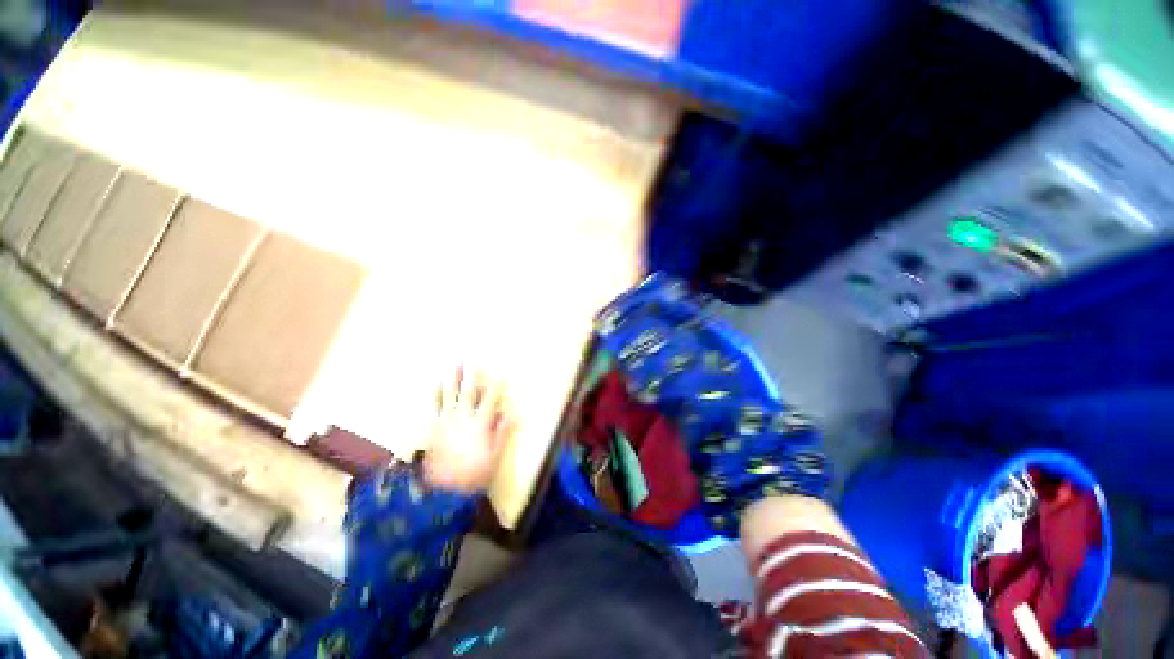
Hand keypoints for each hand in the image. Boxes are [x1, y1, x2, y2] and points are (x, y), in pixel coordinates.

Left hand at [423, 369, 513, 492]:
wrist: (443, 491)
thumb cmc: (474, 474)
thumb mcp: (494, 456)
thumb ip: (502, 432)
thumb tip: (513, 413)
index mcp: (480, 423)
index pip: (491, 399)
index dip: (497, 384)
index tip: (501, 371)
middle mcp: (463, 417)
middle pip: (469, 391)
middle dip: (473, 374)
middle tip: (474, 358)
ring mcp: (446, 421)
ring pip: (450, 394)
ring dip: (453, 378)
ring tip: (455, 364)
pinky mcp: (434, 427)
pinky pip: (434, 407)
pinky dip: (435, 394)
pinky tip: (435, 384)